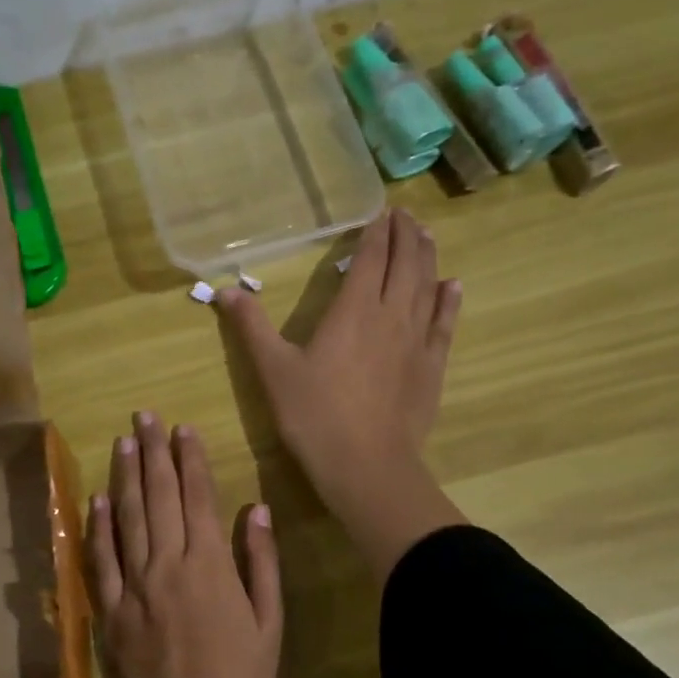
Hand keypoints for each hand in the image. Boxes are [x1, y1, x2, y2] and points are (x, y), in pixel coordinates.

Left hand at [87, 411, 282, 677]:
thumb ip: (260, 563)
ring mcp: (133, 586)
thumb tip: (256, 509)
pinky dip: (97, 526)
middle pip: (157, 496)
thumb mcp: (268, 623)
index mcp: (209, 565)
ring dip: (124, 475)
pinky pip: (100, 559)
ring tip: (123, 441)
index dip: (190, 459)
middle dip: (153, 452)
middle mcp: (167, 564)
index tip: (183, 428)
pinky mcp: (109, 610)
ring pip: (126, 518)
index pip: (197, 497)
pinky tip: (97, 499)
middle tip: (145, 416)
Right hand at [217, 208, 465, 581]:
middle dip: (405, 235)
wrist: (366, 465)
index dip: (376, 233)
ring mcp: (417, 340)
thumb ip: (251, 326)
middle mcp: (390, 315)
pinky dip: (449, 299)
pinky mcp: (432, 366)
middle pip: (404, 264)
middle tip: (405, 215)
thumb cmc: (314, 416)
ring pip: (427, 286)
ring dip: (428, 257)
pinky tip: (453, 286)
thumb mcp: (273, 370)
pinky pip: (445, 322)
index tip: (381, 212)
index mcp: (352, 310)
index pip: (370, 258)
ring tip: (427, 236)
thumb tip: (224, 290)